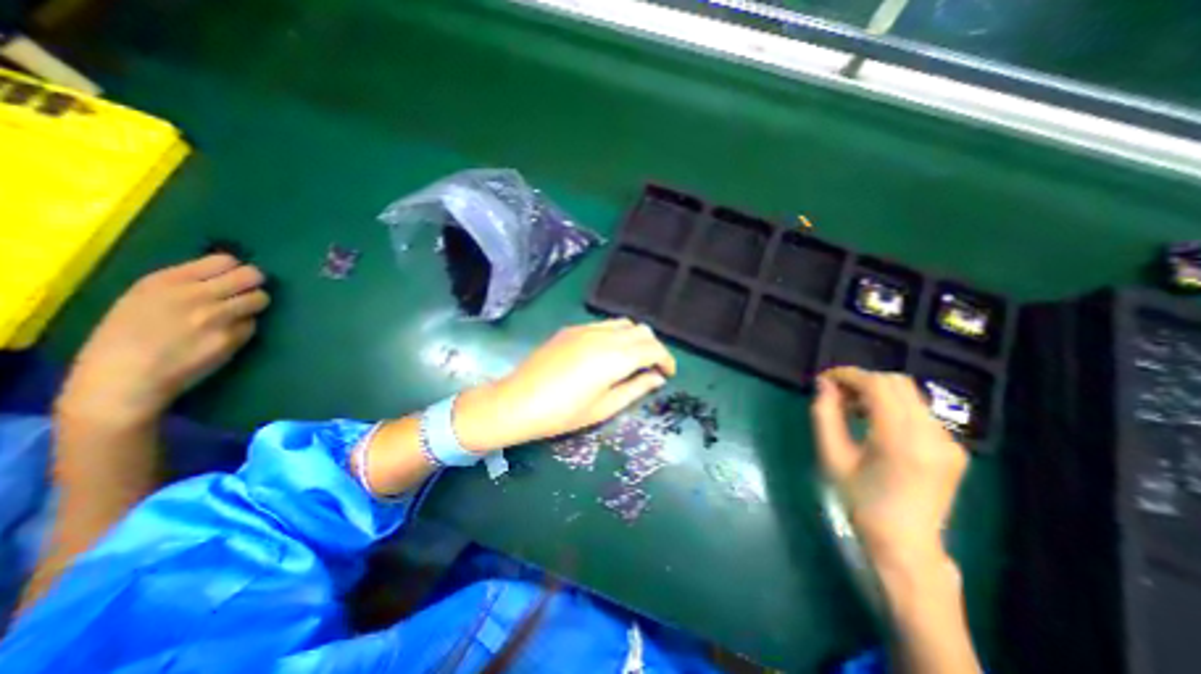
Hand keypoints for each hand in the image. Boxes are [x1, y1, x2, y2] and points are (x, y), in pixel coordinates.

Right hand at [57, 255, 267, 429]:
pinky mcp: (232, 337)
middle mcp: (195, 295)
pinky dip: (245, 327)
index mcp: (165, 281)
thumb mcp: (142, 299)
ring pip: (260, 298)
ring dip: (254, 305)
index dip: (235, 269)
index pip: (225, 260)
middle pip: (252, 275)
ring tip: (238, 314)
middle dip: (254, 283)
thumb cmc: (125, 339)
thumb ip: (183, 285)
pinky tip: (226, 336)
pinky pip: (253, 324)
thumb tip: (224, 276)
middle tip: (246, 293)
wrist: (124, 379)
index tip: (232, 277)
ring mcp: (217, 316)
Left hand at [452, 318, 675, 453]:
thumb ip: (635, 388)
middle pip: (642, 331)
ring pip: (623, 323)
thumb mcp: (604, 407)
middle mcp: (604, 336)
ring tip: (631, 360)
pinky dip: (616, 334)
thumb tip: (657, 377)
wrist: (516, 402)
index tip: (668, 374)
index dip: (666, 360)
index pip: (653, 348)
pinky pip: (604, 325)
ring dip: (635, 338)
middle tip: (651, 369)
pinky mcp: (571, 329)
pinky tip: (606, 353)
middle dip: (653, 348)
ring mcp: (585, 329)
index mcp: (615, 357)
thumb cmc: (563, 413)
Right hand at [807, 368, 963, 572]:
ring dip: (876, 393)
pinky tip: (875, 425)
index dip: (848, 375)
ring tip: (853, 411)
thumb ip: (825, 415)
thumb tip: (823, 385)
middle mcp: (931, 434)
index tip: (824, 379)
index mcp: (900, 439)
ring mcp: (948, 441)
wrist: (904, 544)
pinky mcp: (952, 449)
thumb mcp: (832, 456)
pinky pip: (919, 412)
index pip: (877, 385)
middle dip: (862, 381)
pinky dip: (893, 407)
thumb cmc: (859, 501)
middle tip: (837, 395)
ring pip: (909, 395)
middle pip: (896, 383)